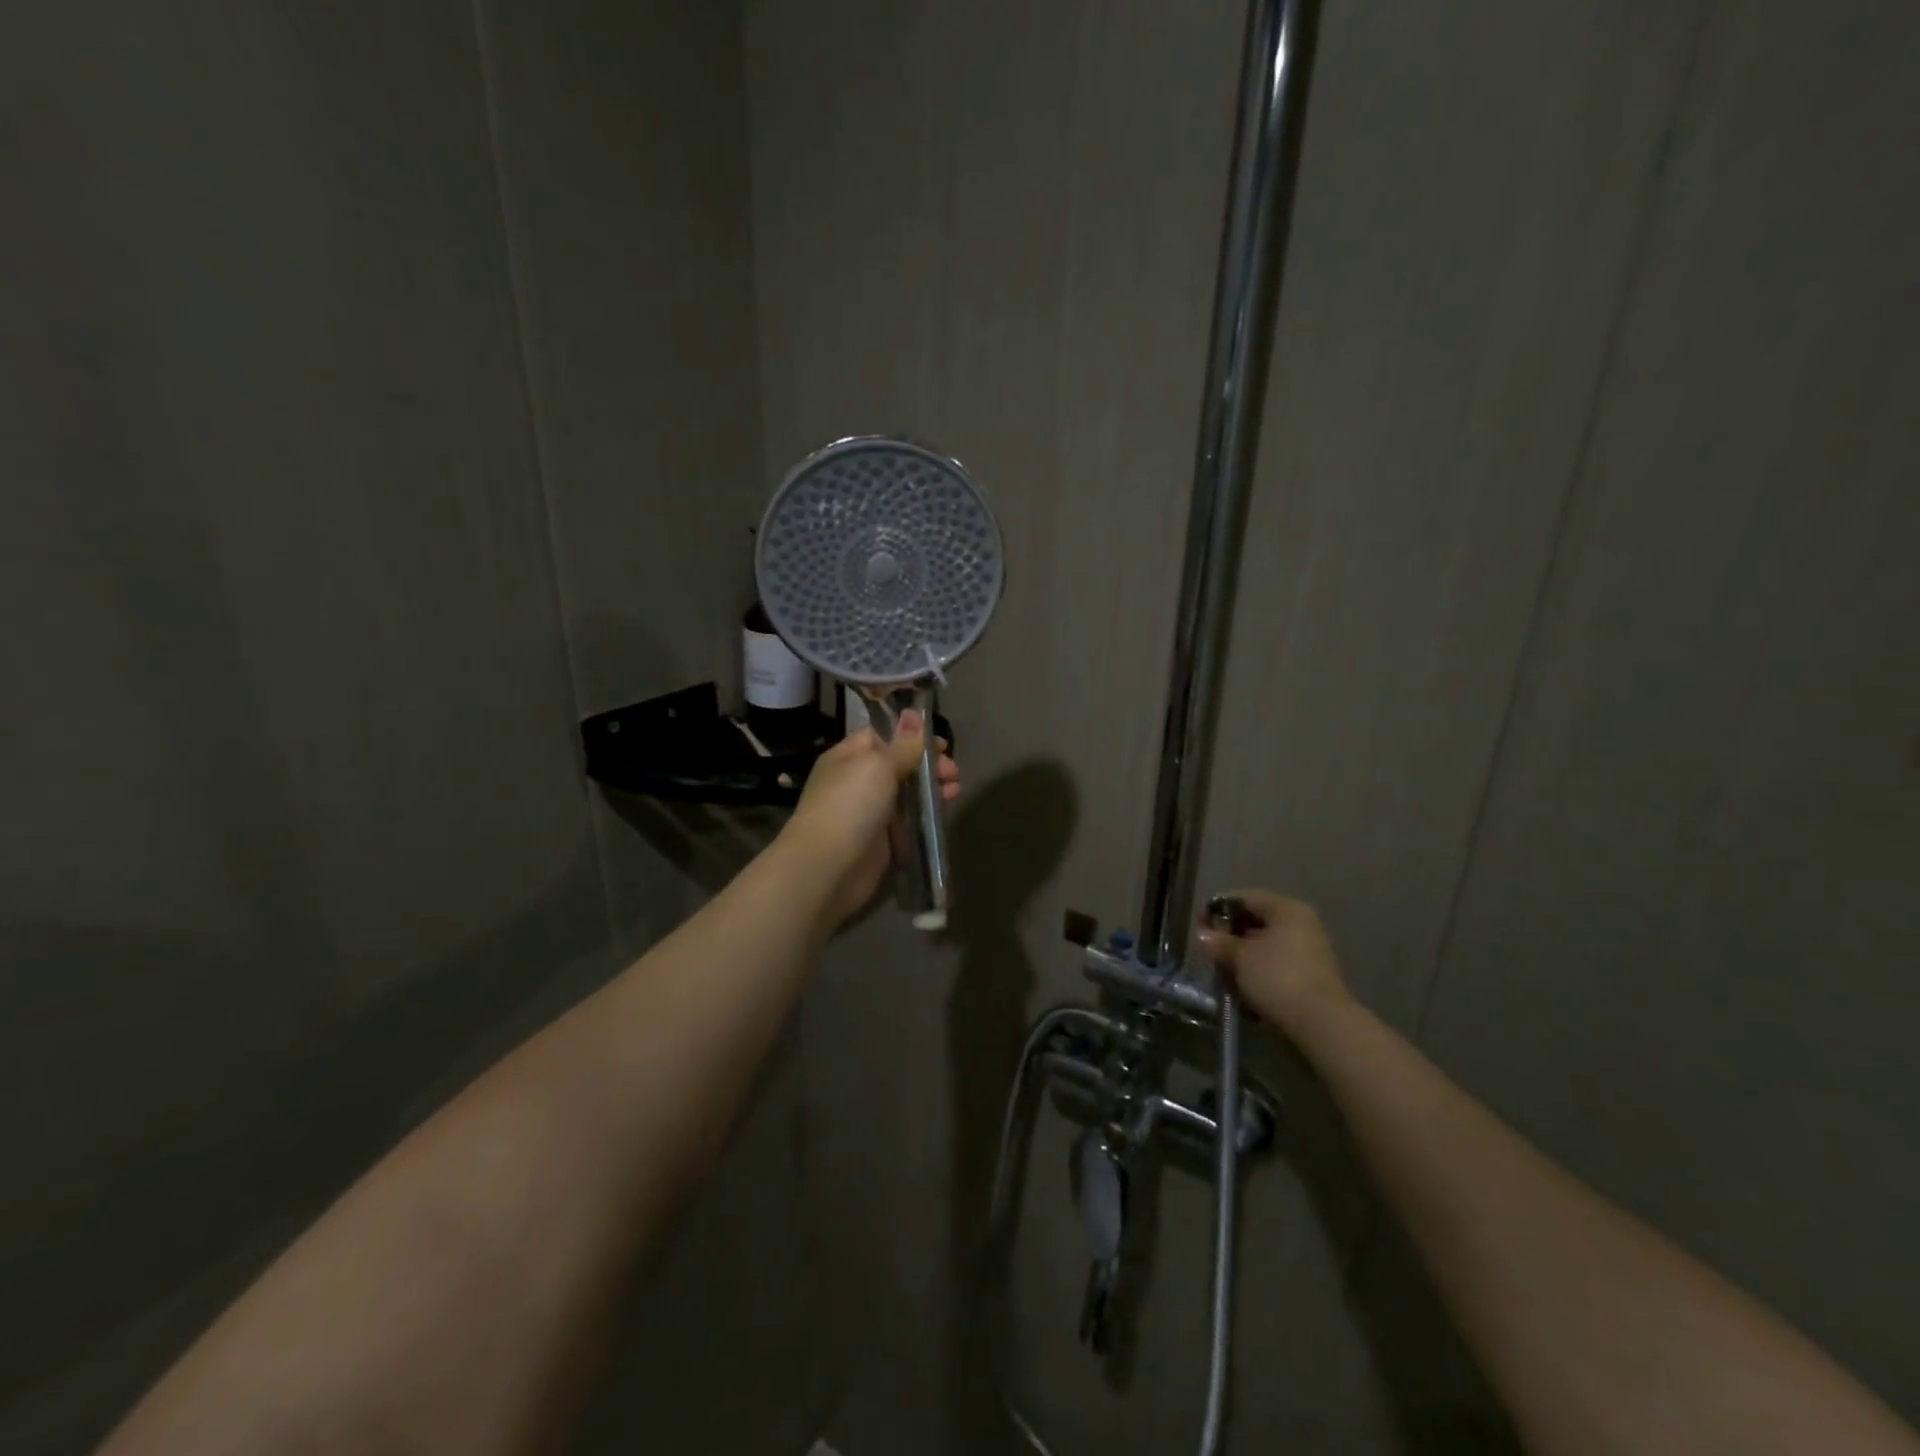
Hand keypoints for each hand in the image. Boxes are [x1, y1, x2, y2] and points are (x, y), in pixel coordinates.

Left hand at [778, 713, 959, 927]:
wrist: (828, 866)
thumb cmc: (850, 805)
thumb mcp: (878, 765)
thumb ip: (902, 744)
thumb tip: (913, 714)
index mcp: (848, 756)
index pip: (881, 736)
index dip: (911, 736)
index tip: (940, 744)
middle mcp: (856, 781)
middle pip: (898, 764)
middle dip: (927, 764)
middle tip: (952, 771)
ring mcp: (868, 811)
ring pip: (905, 793)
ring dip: (931, 788)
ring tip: (955, 789)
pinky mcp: (881, 839)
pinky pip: (907, 820)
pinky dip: (925, 814)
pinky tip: (944, 810)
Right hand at [1196, 890, 1348, 1038]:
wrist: (1320, 1022)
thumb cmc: (1276, 977)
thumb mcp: (1240, 957)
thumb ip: (1220, 942)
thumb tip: (1203, 936)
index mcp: (1286, 908)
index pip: (1244, 898)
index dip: (1217, 909)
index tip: (1200, 925)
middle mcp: (1302, 922)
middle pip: (1257, 919)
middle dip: (1231, 933)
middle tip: (1210, 948)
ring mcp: (1311, 948)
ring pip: (1267, 942)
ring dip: (1244, 953)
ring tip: (1224, 969)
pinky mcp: (1312, 973)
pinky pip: (1278, 961)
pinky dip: (1259, 967)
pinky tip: (1244, 982)